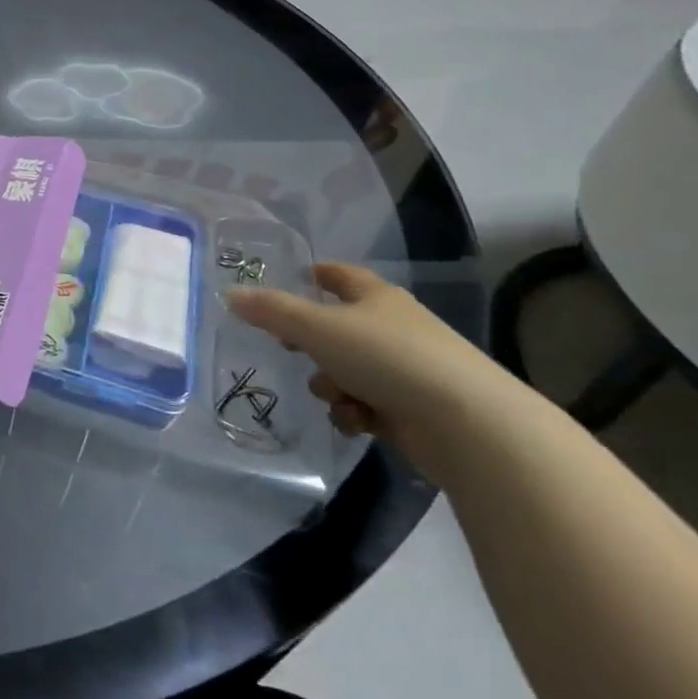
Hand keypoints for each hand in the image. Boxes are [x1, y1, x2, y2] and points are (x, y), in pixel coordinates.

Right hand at [227, 263, 518, 479]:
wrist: (467, 424)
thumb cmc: (387, 359)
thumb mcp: (316, 328)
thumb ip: (270, 311)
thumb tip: (230, 294)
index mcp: (377, 299)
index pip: (344, 276)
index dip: (321, 273)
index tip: (301, 274)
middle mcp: (394, 328)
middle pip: (340, 327)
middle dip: (312, 342)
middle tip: (290, 348)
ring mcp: (408, 370)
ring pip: (348, 370)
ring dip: (331, 384)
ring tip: (336, 396)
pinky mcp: (415, 409)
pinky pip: (367, 404)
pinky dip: (355, 412)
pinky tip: (356, 421)